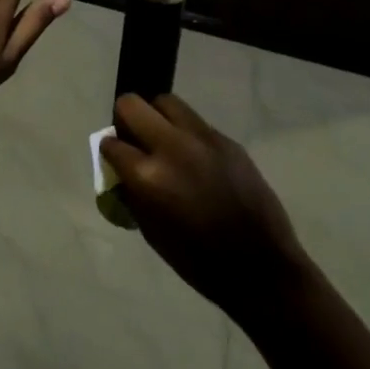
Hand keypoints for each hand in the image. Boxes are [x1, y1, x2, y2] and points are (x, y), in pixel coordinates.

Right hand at [101, 94, 308, 320]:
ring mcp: (202, 138)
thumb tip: (122, 172)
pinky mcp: (226, 139)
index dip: (109, 150)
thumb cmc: (199, 261)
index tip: (114, 158)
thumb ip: (133, 193)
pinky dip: (185, 133)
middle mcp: (171, 147)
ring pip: (166, 102)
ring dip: (156, 117)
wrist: (261, 266)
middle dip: (125, 119)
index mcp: (148, 177)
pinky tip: (194, 157)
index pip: (111, 143)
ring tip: (163, 140)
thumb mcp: (151, 232)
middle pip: (132, 105)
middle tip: (133, 139)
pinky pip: (195, 122)